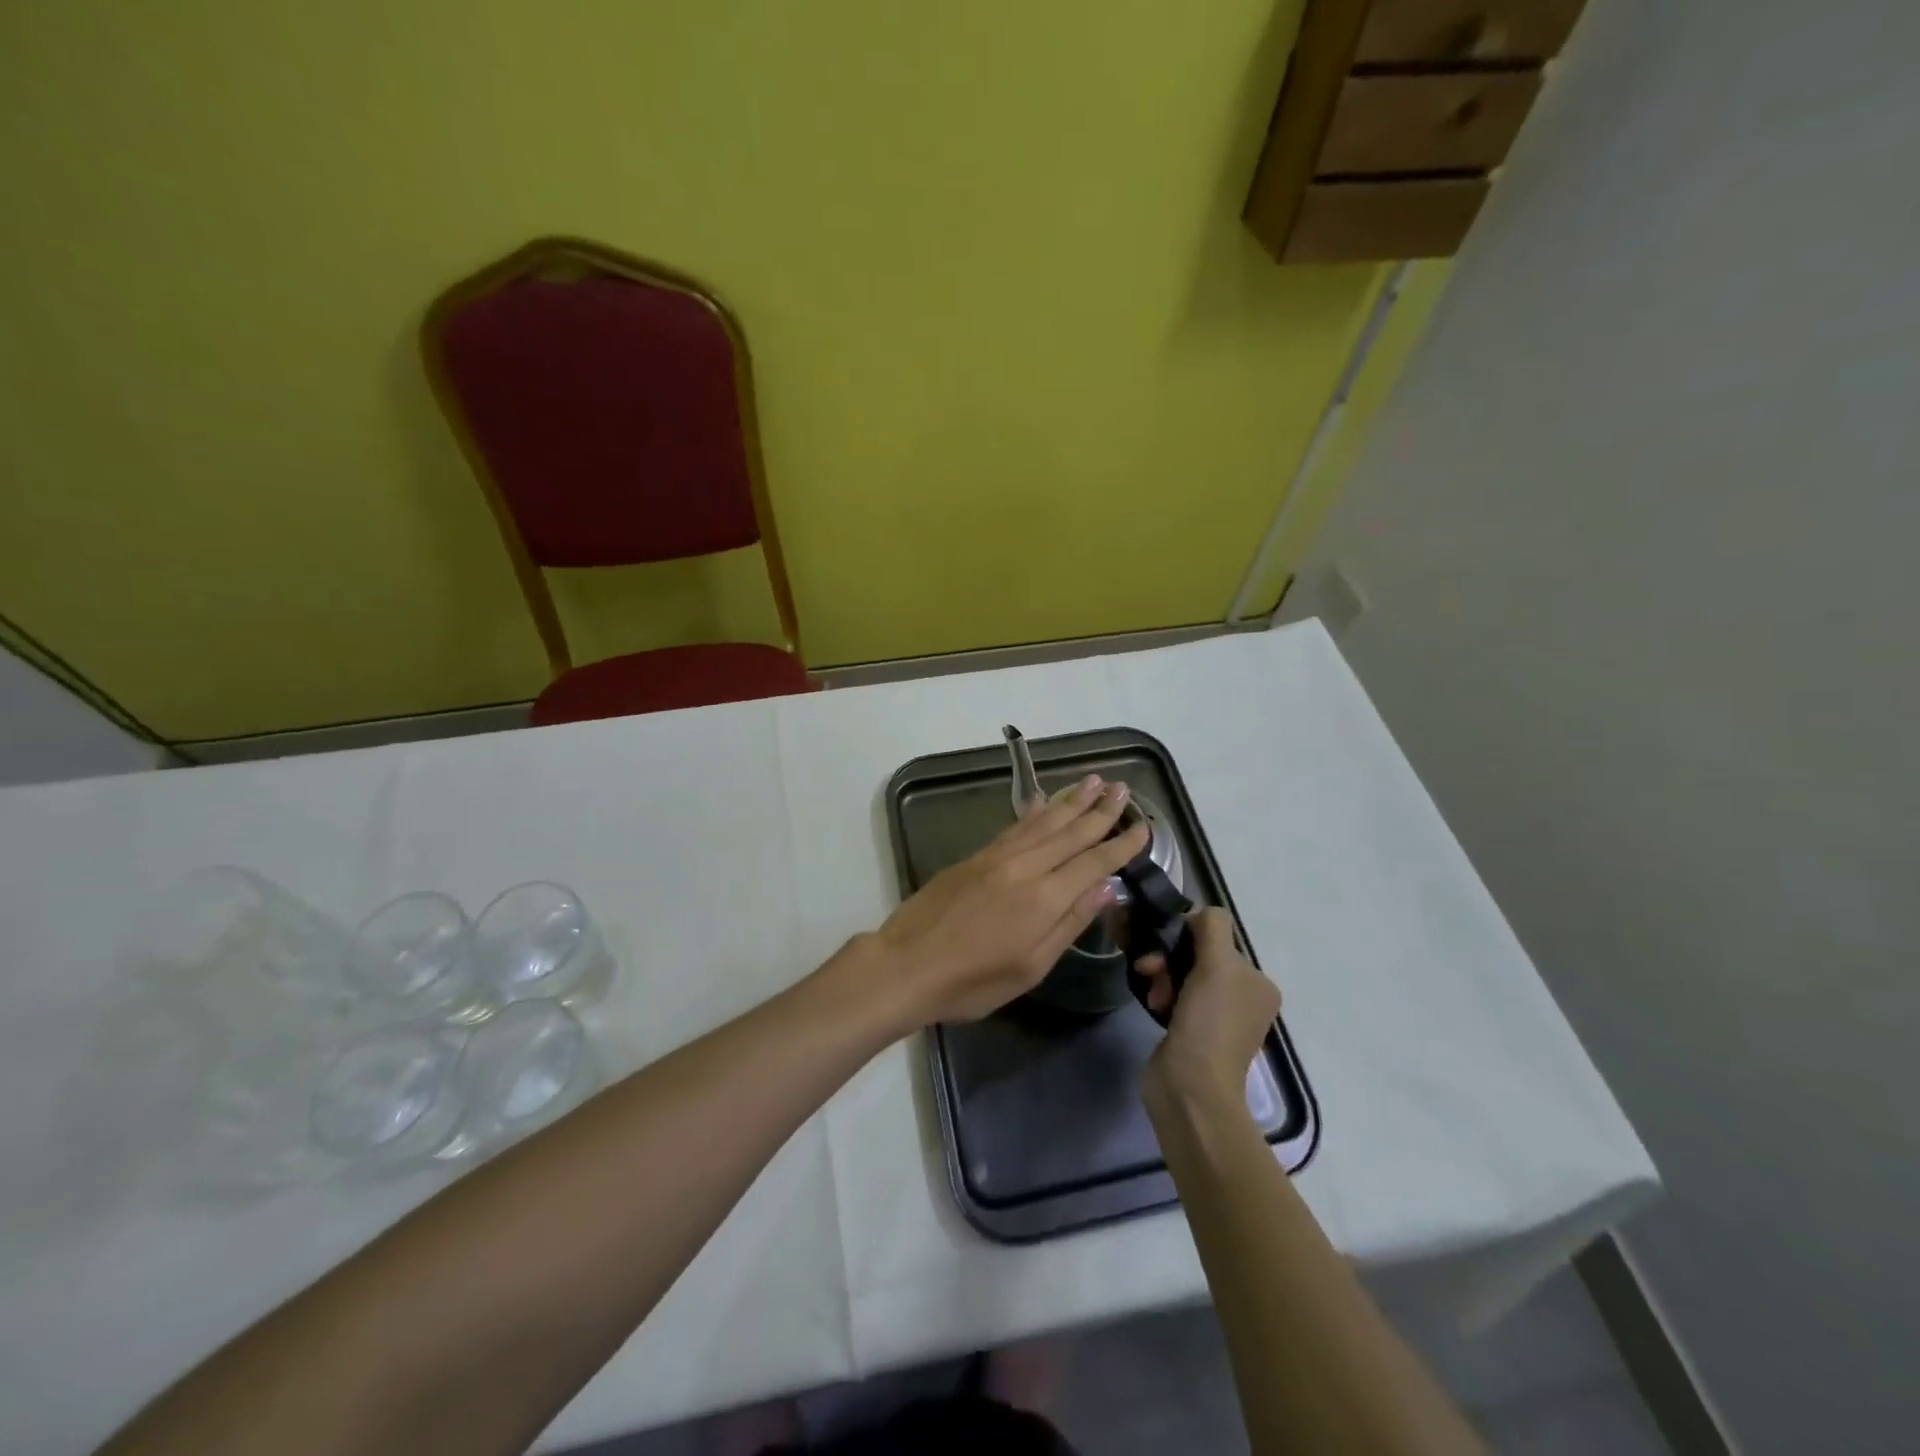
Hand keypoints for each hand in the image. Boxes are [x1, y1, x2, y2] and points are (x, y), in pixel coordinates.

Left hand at [871, 774, 1149, 1025]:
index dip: (1120, 844)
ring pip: (1043, 822)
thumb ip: (1070, 924)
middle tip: (1124, 789)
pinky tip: (1044, 800)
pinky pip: (1015, 826)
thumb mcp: (1031, 967)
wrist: (906, 964)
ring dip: (1071, 800)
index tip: (1144, 827)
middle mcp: (1025, 867)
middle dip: (1100, 810)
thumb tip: (1106, 889)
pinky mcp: (976, 856)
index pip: (1093, 862)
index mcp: (1044, 898)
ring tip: (1094, 781)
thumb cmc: (973, 981)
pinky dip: (1034, 810)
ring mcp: (998, 857)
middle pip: (1070, 832)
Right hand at [1137, 907, 1279, 1109]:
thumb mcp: (1218, 964)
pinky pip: (1173, 996)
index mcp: (1258, 982)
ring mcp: (1217, 1017)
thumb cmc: (1209, 1023)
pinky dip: (1160, 994)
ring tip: (1153, 994)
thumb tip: (1197, 914)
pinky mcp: (1192, 1031)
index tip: (1166, 946)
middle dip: (1169, 958)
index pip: (1217, 936)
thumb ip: (1211, 927)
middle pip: (1197, 955)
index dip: (1188, 935)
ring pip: (1180, 974)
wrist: (1190, 1088)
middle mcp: (1243, 997)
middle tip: (1151, 970)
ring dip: (1161, 976)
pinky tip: (1154, 1003)